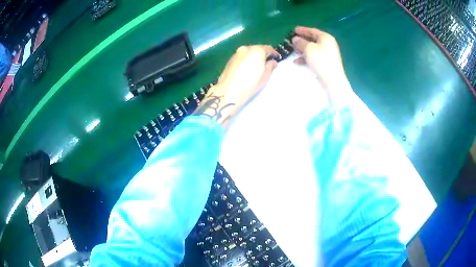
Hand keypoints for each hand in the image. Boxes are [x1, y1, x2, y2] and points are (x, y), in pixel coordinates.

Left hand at [193, 45, 278, 128]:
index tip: (277, 57)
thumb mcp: (266, 75)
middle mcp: (246, 48)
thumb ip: (271, 66)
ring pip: (248, 52)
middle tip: (267, 61)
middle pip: (257, 49)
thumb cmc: (251, 83)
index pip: (268, 48)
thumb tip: (273, 62)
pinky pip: (242, 57)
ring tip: (257, 65)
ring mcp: (236, 53)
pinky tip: (247, 68)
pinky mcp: (230, 59)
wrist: (229, 90)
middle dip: (263, 54)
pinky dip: (246, 60)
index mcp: (257, 50)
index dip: (274, 53)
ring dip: (254, 57)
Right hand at [292, 26, 349, 92]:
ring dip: (302, 49)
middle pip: (313, 39)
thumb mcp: (308, 49)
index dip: (302, 30)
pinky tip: (297, 62)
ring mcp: (328, 54)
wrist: (332, 80)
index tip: (293, 30)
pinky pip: (315, 56)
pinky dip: (306, 57)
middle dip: (301, 40)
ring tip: (293, 52)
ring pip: (313, 48)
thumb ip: (300, 42)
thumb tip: (295, 39)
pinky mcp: (326, 62)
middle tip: (292, 41)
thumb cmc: (321, 60)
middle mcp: (328, 44)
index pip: (312, 31)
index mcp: (326, 37)